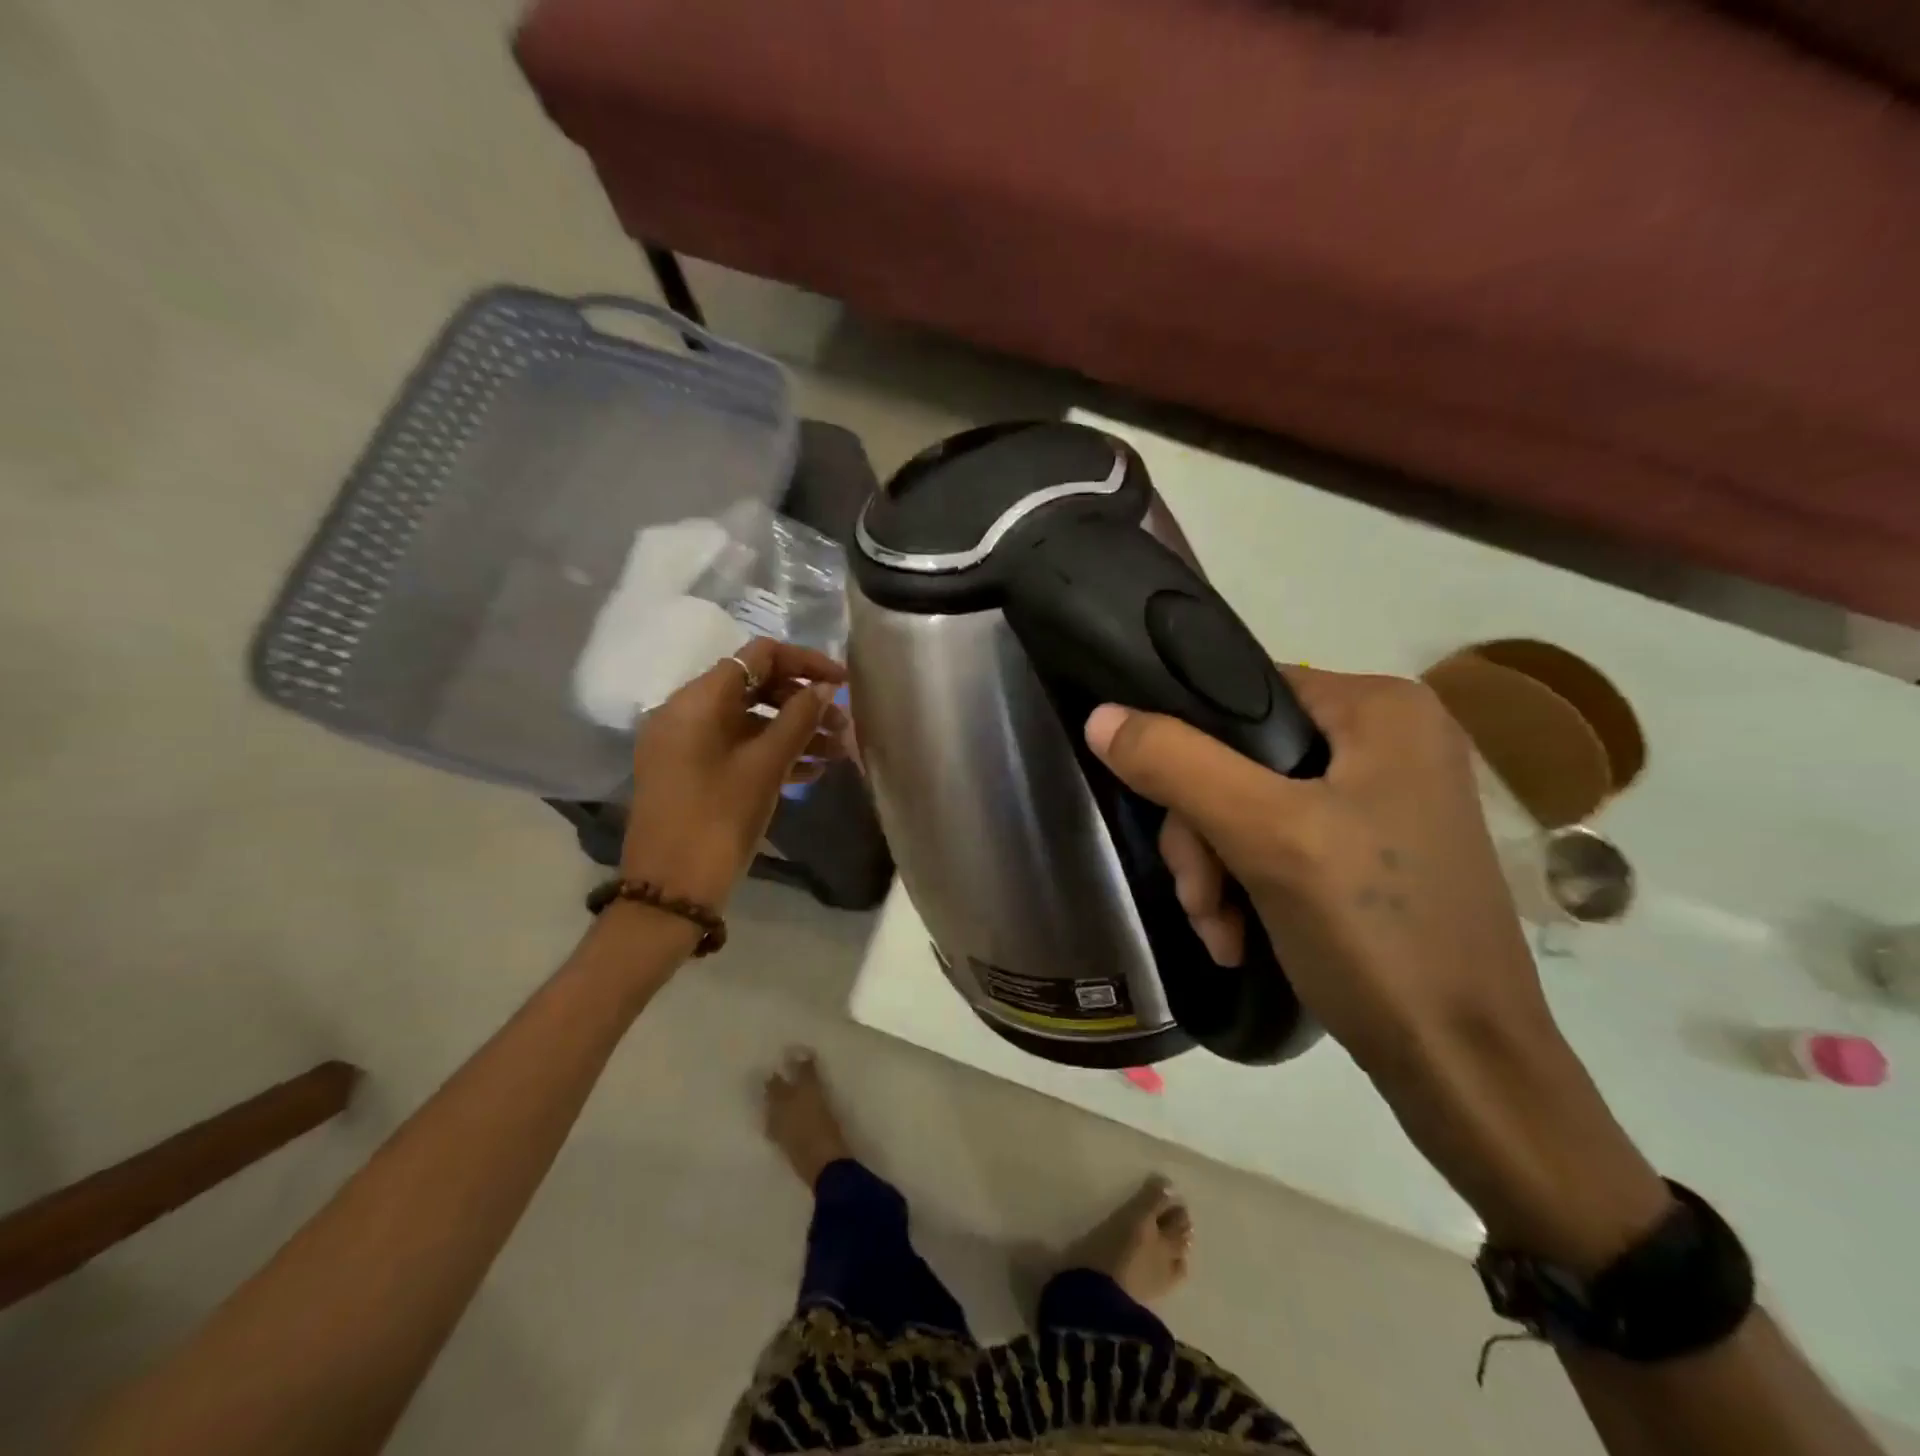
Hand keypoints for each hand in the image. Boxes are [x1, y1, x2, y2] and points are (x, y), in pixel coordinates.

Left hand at [621, 638, 848, 906]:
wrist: (670, 892)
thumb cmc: (718, 820)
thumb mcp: (765, 767)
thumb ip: (798, 719)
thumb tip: (826, 688)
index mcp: (697, 701)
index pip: (758, 657)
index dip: (805, 663)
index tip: (844, 683)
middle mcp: (686, 712)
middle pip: (755, 687)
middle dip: (803, 701)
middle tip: (845, 725)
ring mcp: (687, 744)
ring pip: (749, 721)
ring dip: (794, 730)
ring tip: (838, 752)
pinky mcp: (692, 772)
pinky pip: (737, 748)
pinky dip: (772, 752)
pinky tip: (812, 771)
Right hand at [1084, 666, 1551, 1074]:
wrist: (1464, 1069)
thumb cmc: (1376, 933)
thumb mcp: (1266, 836)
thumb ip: (1178, 765)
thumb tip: (1100, 717)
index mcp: (1380, 709)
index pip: (1241, 695)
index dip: (1187, 749)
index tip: (1167, 820)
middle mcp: (1388, 740)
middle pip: (1240, 760)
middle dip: (1204, 835)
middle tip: (1201, 899)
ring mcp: (1384, 799)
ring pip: (1251, 807)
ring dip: (1217, 871)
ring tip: (1218, 931)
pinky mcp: (1374, 851)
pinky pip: (1280, 842)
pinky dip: (1248, 887)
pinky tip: (1239, 937)